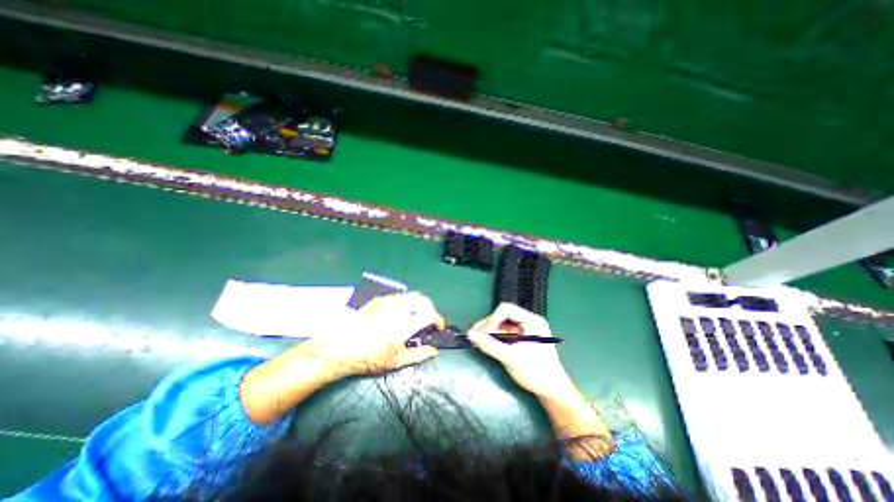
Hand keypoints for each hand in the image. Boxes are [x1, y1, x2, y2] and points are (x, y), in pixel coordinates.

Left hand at [241, 290, 443, 422]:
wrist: (340, 347)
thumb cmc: (369, 357)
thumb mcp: (396, 361)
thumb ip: (419, 355)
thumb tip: (435, 352)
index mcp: (405, 323)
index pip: (430, 314)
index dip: (438, 320)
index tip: (438, 327)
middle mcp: (398, 308)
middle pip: (422, 299)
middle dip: (430, 307)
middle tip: (428, 320)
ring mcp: (387, 301)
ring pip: (410, 295)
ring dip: (417, 304)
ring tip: (414, 316)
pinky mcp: (378, 299)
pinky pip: (397, 296)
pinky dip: (404, 302)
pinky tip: (399, 313)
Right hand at [465, 303, 576, 404]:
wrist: (553, 392)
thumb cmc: (535, 372)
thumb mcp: (510, 358)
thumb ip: (489, 345)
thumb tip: (470, 334)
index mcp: (532, 321)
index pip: (507, 309)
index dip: (492, 318)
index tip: (483, 333)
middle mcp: (530, 322)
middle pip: (504, 316)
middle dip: (489, 325)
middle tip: (474, 335)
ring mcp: (528, 331)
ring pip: (504, 325)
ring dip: (491, 331)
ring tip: (478, 340)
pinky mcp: (525, 339)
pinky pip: (508, 333)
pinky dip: (497, 338)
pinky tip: (487, 344)